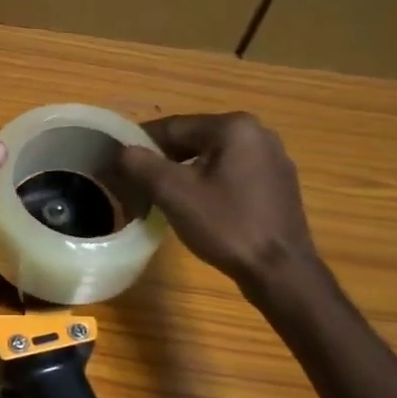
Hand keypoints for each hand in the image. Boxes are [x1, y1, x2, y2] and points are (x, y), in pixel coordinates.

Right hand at [115, 112, 317, 290]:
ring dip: (183, 173)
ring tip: (160, 196)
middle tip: (135, 183)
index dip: (140, 144)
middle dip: (162, 160)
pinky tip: (197, 207)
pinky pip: (231, 174)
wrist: (280, 270)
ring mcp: (272, 159)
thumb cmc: (226, 225)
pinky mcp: (277, 184)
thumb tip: (121, 151)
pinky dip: (208, 183)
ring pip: (211, 158)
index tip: (117, 162)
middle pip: (193, 140)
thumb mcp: (174, 193)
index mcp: (233, 126)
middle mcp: (257, 133)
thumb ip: (141, 165)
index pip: (173, 126)